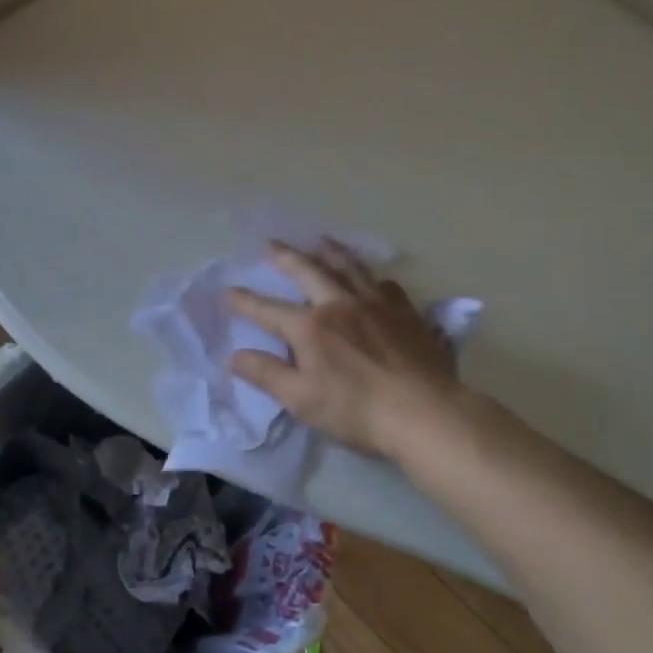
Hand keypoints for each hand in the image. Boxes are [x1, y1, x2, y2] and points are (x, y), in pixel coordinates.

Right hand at [225, 241, 464, 460]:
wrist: (425, 411)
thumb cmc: (357, 410)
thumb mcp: (302, 399)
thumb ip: (267, 374)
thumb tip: (233, 356)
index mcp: (310, 326)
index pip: (268, 310)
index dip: (245, 301)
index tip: (228, 290)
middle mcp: (340, 304)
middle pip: (308, 270)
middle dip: (285, 256)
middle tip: (271, 243)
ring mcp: (376, 303)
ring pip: (350, 267)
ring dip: (331, 252)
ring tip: (321, 240)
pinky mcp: (406, 312)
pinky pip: (386, 285)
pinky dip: (373, 277)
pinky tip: (374, 279)